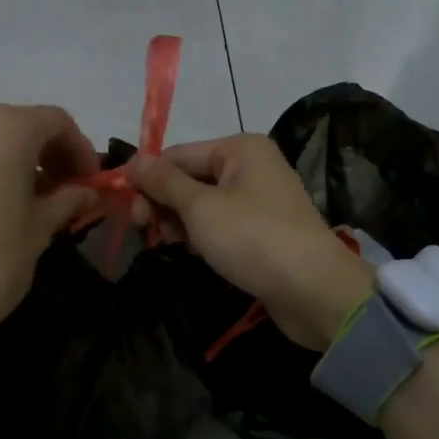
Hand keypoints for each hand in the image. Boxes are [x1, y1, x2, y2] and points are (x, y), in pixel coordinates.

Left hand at [0, 105, 97, 396]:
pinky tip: (3, 205)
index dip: (81, 150)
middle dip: (50, 155)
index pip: (56, 122)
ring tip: (38, 203)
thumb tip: (87, 191)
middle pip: (22, 126)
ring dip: (21, 162)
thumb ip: (67, 200)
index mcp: (5, 127)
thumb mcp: (39, 229)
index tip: (92, 183)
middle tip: (69, 192)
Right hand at [128, 134, 373, 350]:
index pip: (178, 154)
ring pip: (203, 202)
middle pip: (190, 176)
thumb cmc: (252, 238)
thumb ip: (164, 182)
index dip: (148, 178)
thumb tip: (133, 159)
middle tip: (145, 230)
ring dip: (179, 220)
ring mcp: (259, 198)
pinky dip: (201, 233)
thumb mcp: (200, 207)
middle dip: (163, 201)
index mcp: (239, 148)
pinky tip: (189, 249)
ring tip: (164, 242)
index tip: (126, 209)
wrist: (313, 290)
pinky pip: (221, 222)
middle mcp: (251, 165)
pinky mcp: (263, 229)